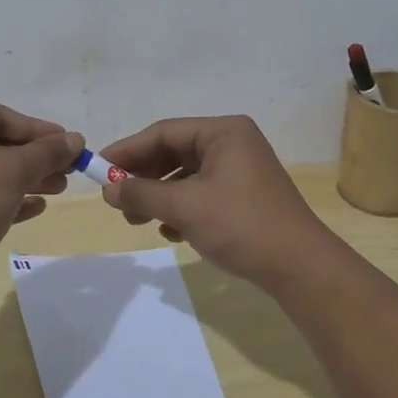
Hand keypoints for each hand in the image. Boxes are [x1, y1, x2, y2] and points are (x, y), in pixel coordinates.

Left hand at [0, 105, 83, 276]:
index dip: (39, 129)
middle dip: (36, 157)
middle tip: (68, 170)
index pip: (0, 116)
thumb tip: (76, 139)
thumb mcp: (13, 171)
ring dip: (28, 179)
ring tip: (59, 190)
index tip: (69, 144)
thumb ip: (48, 152)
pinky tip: (37, 208)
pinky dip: (9, 199)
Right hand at [98, 116, 342, 289]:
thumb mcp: (184, 207)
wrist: (298, 266)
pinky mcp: (245, 196)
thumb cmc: (240, 224)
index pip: (163, 132)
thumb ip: (142, 194)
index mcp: (223, 131)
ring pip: (186, 176)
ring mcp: (241, 170)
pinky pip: (202, 193)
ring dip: (159, 196)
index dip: (127, 151)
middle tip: (115, 199)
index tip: (98, 170)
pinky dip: (181, 208)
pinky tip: (169, 231)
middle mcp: (233, 143)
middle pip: (174, 152)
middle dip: (143, 177)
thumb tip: (108, 190)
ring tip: (135, 220)